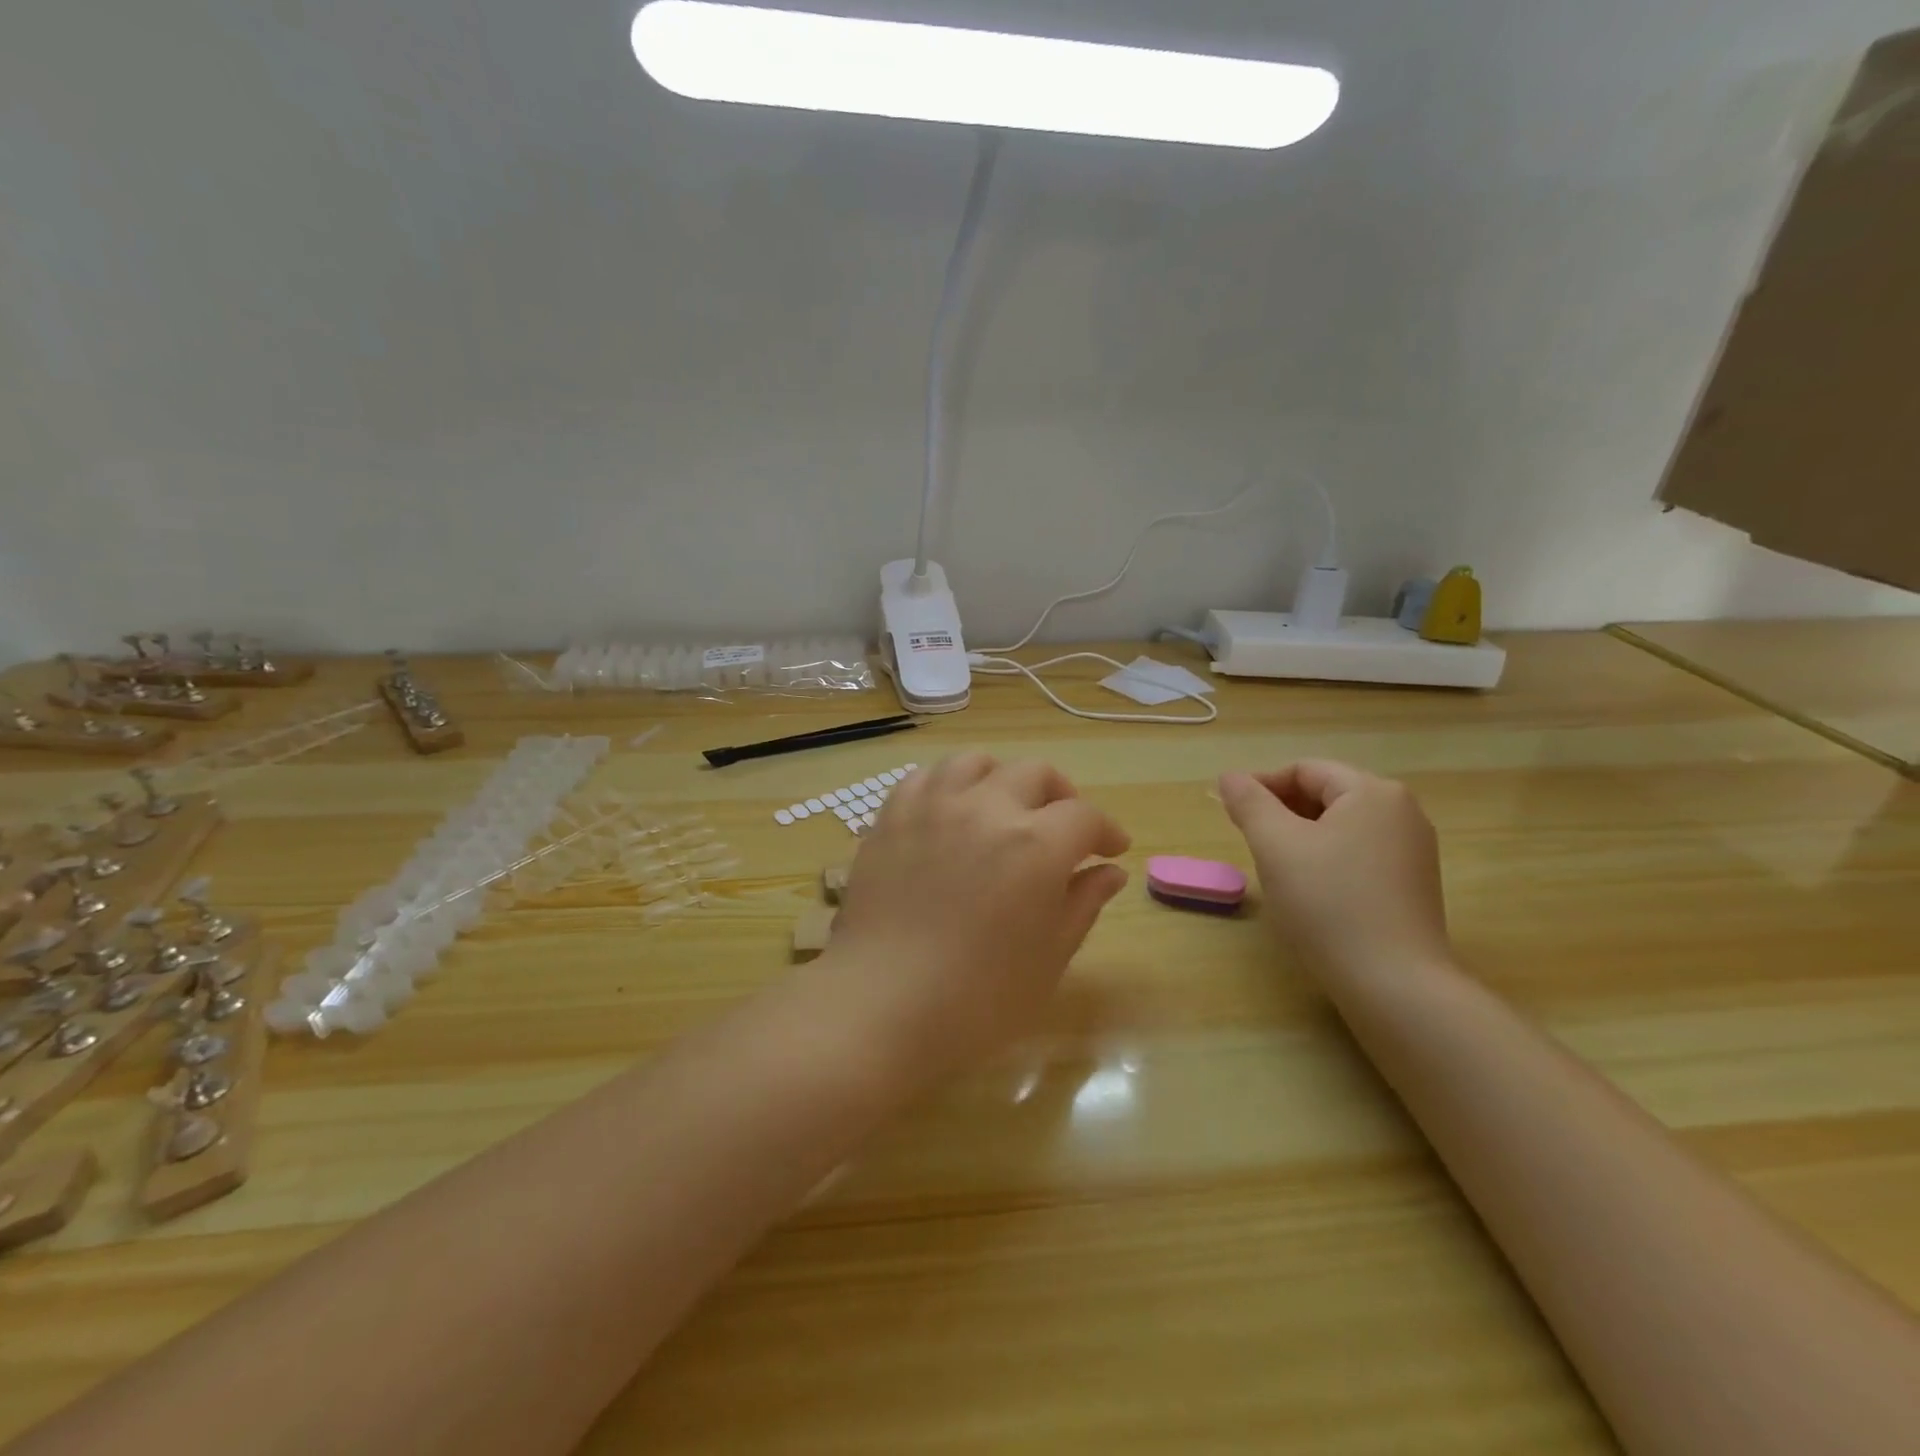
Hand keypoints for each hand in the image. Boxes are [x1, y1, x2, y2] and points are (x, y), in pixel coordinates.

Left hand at [820, 753, 1129, 1082]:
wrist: (882, 1006)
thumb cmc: (979, 998)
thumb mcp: (1049, 957)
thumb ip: (1083, 903)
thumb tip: (1110, 871)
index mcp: (1035, 844)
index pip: (1084, 816)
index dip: (1105, 830)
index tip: (1110, 850)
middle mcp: (986, 808)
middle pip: (1035, 773)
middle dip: (1060, 796)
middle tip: (1063, 828)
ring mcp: (933, 806)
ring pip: (976, 763)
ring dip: (1001, 779)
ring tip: (1003, 808)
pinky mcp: (892, 817)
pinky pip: (925, 778)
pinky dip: (947, 786)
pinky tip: (950, 813)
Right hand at [1218, 760, 1452, 985]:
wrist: (1393, 983)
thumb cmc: (1328, 903)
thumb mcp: (1276, 845)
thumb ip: (1249, 803)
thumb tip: (1230, 777)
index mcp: (1373, 792)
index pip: (1304, 770)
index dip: (1261, 785)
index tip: (1230, 813)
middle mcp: (1402, 812)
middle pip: (1326, 794)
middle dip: (1282, 811)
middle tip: (1249, 840)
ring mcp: (1413, 850)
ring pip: (1341, 826)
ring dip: (1301, 836)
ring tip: (1275, 866)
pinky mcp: (1412, 884)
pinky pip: (1359, 853)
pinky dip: (1326, 858)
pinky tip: (1310, 889)